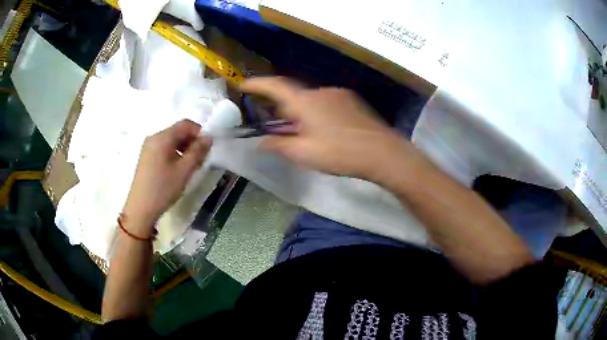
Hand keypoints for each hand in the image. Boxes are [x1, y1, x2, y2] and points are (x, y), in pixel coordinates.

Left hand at [122, 119, 211, 236]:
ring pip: (171, 141)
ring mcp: (148, 147)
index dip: (199, 132)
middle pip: (178, 132)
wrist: (140, 209)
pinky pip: (164, 149)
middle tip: (200, 160)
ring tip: (190, 167)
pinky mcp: (146, 157)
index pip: (185, 124)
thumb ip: (198, 151)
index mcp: (162, 137)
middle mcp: (154, 137)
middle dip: (192, 142)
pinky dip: (174, 154)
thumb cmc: (163, 188)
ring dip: (184, 149)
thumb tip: (208, 137)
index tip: (207, 148)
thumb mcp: (184, 170)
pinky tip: (177, 170)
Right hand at [240, 77, 416, 181]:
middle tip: (279, 125)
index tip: (244, 84)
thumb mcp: (303, 153)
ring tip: (306, 132)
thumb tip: (260, 142)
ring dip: (303, 111)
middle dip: (283, 108)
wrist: (382, 152)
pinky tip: (327, 129)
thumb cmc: (339, 153)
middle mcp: (321, 91)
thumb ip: (278, 145)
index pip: (275, 86)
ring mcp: (339, 94)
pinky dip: (319, 111)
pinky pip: (328, 102)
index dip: (257, 84)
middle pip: (294, 95)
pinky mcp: (353, 101)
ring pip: (312, 99)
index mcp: (305, 102)